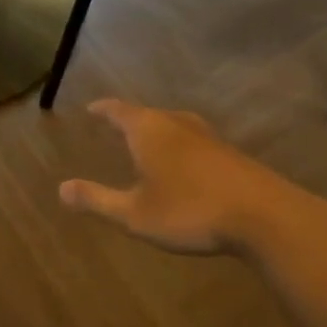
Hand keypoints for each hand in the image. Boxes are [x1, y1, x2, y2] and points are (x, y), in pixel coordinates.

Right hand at [59, 99, 326, 257]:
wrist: (265, 216)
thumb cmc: (190, 211)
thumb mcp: (135, 214)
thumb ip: (98, 200)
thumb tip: (61, 189)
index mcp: (148, 130)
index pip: (118, 110)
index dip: (102, 110)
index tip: (90, 109)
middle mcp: (177, 124)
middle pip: (147, 114)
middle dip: (129, 120)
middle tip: (115, 127)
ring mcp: (208, 137)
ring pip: (174, 126)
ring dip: (158, 133)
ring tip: (148, 144)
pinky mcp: (231, 154)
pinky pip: (194, 142)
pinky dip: (180, 147)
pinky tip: (185, 166)